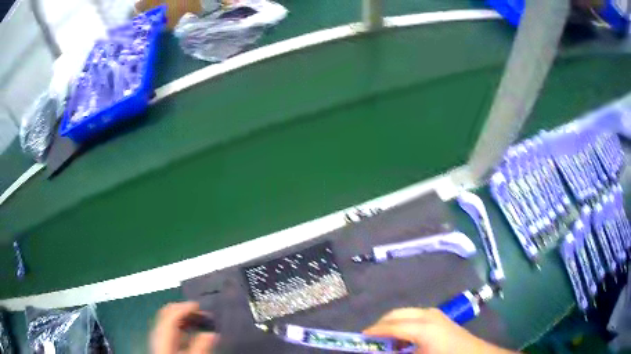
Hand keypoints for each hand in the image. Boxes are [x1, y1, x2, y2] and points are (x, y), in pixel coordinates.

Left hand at [151, 302, 217, 353]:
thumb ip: (201, 348)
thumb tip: (212, 334)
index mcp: (163, 338)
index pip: (170, 315)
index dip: (184, 307)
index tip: (199, 305)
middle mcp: (158, 335)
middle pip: (166, 314)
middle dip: (182, 309)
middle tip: (200, 312)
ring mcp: (158, 339)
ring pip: (166, 320)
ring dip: (181, 316)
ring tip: (198, 320)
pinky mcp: (161, 344)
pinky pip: (168, 328)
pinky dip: (179, 325)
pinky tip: (190, 331)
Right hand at [363, 308, 515, 353]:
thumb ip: (397, 352)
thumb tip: (382, 350)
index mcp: (422, 327)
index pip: (390, 326)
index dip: (373, 332)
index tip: (359, 339)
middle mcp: (427, 315)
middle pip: (396, 315)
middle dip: (381, 326)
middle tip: (370, 340)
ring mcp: (435, 314)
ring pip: (405, 313)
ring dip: (393, 325)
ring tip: (387, 342)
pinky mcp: (439, 317)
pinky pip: (414, 316)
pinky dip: (404, 325)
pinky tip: (404, 340)